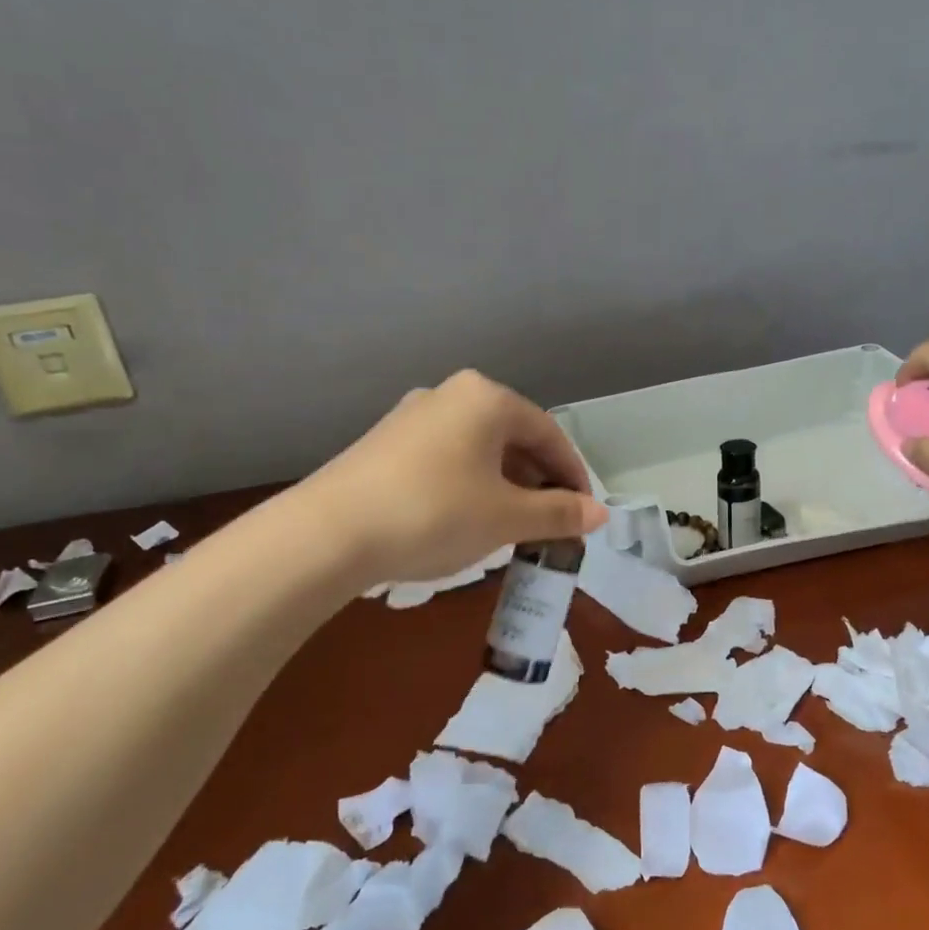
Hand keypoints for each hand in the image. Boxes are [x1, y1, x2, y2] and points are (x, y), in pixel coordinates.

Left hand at [301, 370, 607, 584]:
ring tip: (513, 525)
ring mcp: (412, 417)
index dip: (573, 475)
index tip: (584, 512)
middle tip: (551, 522)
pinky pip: (447, 459)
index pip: (549, 433)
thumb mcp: (506, 518)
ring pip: (479, 449)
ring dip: (505, 485)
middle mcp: (450, 395)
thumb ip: (558, 513)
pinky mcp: (385, 444)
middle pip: (513, 438)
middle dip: (538, 481)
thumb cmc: (435, 513)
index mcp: (486, 398)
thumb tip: (600, 514)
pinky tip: (467, 519)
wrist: (328, 534)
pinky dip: (471, 485)